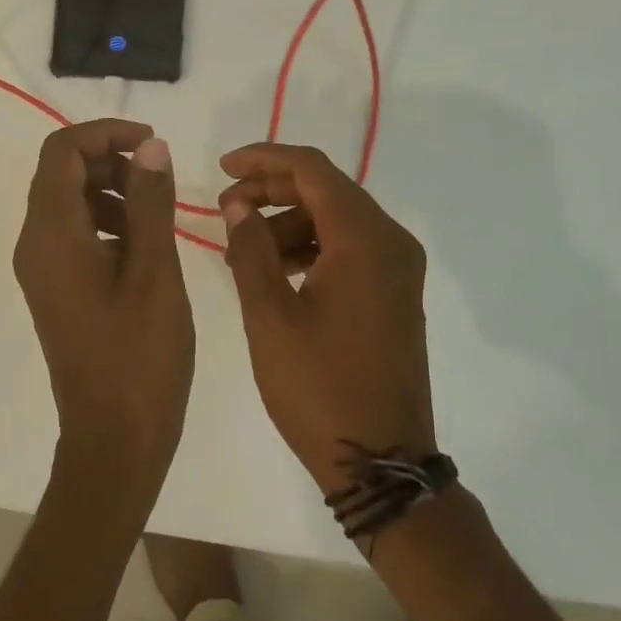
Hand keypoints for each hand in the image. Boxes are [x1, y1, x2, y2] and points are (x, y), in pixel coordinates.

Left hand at [14, 120, 194, 510]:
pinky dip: (109, 221)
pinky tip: (145, 244)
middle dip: (111, 160)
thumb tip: (150, 147)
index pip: (61, 152)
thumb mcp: (154, 271)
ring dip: (112, 190)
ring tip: (159, 211)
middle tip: (161, 177)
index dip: (105, 133)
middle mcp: (36, 245)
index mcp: (52, 235)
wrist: (114, 438)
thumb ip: (150, 202)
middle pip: (62, 173)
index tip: (152, 143)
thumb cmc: (140, 355)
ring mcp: (43, 270)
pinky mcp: (58, 289)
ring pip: (70, 203)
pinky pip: (76, 234)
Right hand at [217, 143, 435, 495]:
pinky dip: (312, 246)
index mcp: (366, 239)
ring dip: (289, 221)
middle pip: (327, 189)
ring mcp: (399, 267)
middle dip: (272, 190)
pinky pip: (350, 247)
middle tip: (225, 208)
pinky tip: (275, 268)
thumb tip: (239, 206)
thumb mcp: (270, 317)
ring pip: (337, 218)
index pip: (312, 169)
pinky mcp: (395, 291)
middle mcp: (391, 241)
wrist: (381, 461)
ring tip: (243, 246)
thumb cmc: (319, 388)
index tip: (222, 167)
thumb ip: (251, 250)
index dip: (264, 159)